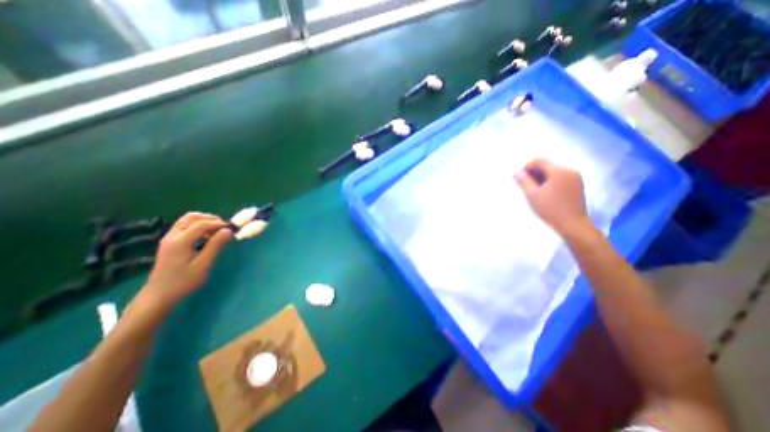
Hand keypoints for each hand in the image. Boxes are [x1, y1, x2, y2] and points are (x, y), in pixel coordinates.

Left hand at [140, 213, 231, 310]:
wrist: (159, 295)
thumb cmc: (184, 281)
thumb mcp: (203, 264)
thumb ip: (216, 245)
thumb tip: (229, 231)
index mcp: (180, 241)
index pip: (202, 224)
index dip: (219, 224)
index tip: (233, 229)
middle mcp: (172, 236)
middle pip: (192, 217)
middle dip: (211, 219)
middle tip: (224, 228)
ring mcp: (169, 238)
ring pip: (187, 220)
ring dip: (204, 221)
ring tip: (216, 232)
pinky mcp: (170, 242)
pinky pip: (185, 226)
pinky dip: (198, 226)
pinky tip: (206, 237)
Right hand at [514, 157, 590, 234]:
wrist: (572, 224)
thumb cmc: (550, 209)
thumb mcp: (532, 195)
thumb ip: (524, 181)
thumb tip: (516, 173)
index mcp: (559, 171)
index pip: (539, 161)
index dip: (526, 167)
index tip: (520, 178)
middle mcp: (569, 170)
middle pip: (547, 165)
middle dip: (534, 172)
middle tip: (525, 184)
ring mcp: (575, 177)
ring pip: (553, 171)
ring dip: (541, 177)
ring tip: (534, 189)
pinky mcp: (577, 185)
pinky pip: (560, 177)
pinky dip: (550, 181)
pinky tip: (545, 192)